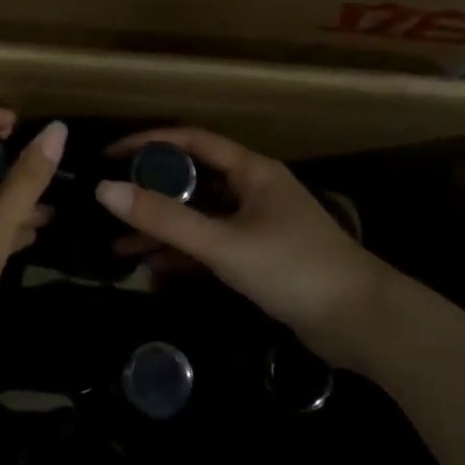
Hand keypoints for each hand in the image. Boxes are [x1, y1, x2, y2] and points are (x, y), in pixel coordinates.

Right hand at [96, 128, 396, 368]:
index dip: (150, 143)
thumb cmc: (293, 268)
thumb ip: (165, 218)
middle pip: (194, 180)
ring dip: (164, 228)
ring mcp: (258, 225)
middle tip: (111, 202)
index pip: (193, 142)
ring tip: (118, 245)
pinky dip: (184, 253)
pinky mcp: (261, 258)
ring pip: (200, 217)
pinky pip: (212, 245)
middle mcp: (254, 190)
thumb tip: (104, 190)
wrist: (361, 322)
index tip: (111, 155)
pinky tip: (152, 267)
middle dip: (152, 192)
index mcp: (252, 171)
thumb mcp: (223, 243)